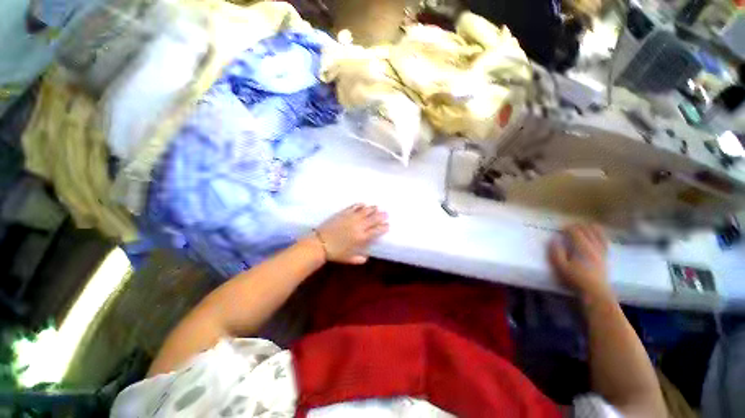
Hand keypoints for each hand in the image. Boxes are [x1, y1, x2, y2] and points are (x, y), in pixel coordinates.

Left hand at [314, 204, 388, 263]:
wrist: (319, 244)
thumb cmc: (335, 253)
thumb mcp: (349, 259)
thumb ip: (359, 259)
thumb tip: (366, 258)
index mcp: (362, 238)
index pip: (376, 230)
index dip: (383, 227)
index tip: (387, 225)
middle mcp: (359, 226)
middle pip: (373, 218)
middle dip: (381, 216)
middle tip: (386, 213)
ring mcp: (351, 218)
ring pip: (365, 211)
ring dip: (372, 209)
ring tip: (377, 207)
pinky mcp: (343, 213)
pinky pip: (354, 207)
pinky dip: (360, 205)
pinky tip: (363, 204)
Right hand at [549, 224, 609, 298]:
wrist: (596, 291)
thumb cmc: (576, 279)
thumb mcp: (560, 266)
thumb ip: (556, 251)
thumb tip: (554, 239)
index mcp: (581, 247)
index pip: (575, 231)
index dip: (567, 228)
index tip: (560, 229)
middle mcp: (593, 246)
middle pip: (587, 230)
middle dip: (577, 226)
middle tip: (568, 227)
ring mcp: (601, 251)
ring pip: (598, 234)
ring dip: (590, 228)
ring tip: (584, 226)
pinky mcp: (605, 256)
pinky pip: (605, 241)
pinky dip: (601, 235)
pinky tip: (598, 234)